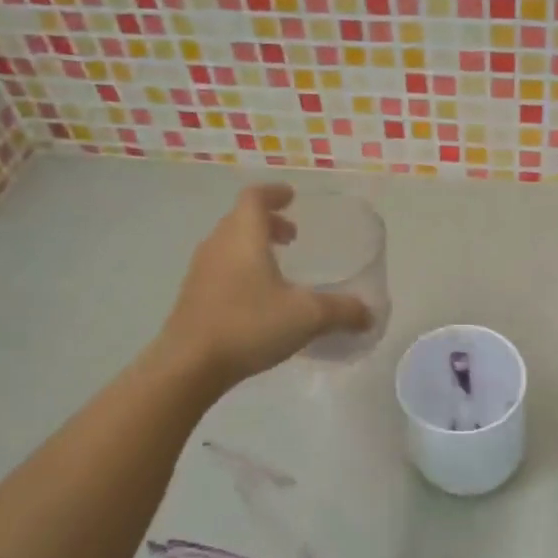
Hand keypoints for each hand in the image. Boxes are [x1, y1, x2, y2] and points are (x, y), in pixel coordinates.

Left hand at [159, 184, 371, 387]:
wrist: (189, 364)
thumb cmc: (249, 325)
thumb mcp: (307, 317)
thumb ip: (342, 312)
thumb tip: (368, 315)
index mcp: (243, 236)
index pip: (255, 197)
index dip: (274, 193)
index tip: (292, 196)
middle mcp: (218, 245)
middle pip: (240, 220)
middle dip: (268, 223)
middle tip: (293, 237)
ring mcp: (201, 271)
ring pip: (229, 245)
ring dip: (253, 247)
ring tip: (278, 267)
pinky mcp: (193, 297)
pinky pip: (221, 270)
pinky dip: (242, 270)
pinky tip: (259, 299)